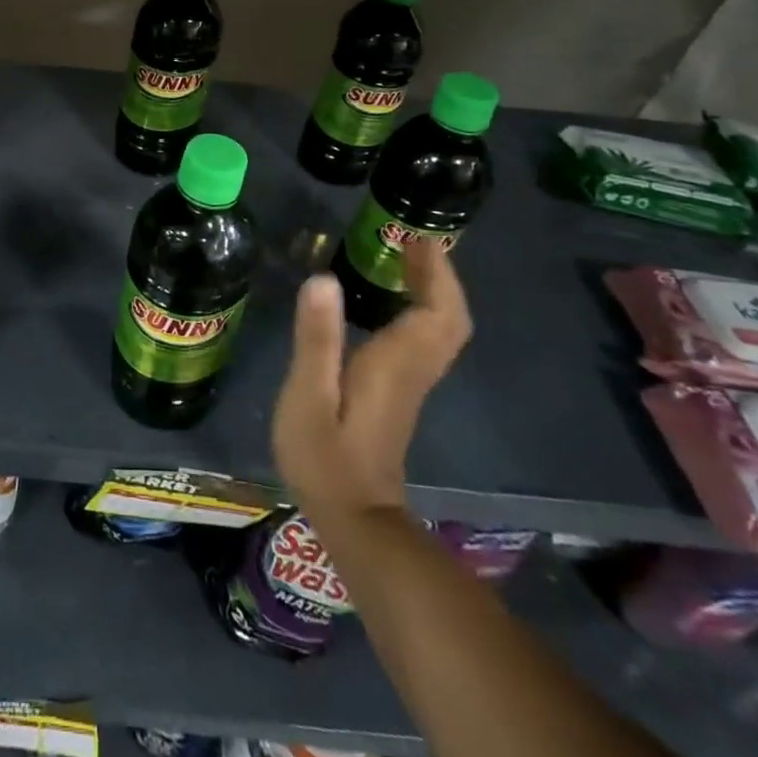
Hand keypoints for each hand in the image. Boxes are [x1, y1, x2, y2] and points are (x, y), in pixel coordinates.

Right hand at [272, 239, 471, 516]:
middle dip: (439, 275)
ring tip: (404, 259)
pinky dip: (422, 310)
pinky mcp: (400, 392)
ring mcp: (411, 383)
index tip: (415, 237)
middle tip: (412, 241)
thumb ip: (316, 337)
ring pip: (443, 329)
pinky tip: (393, 301)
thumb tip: (323, 278)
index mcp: (396, 363)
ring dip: (434, 290)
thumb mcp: (307, 395)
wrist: (354, 518)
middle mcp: (413, 369)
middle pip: (450, 318)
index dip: (434, 272)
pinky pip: (427, 339)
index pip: (437, 311)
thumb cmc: (324, 455)